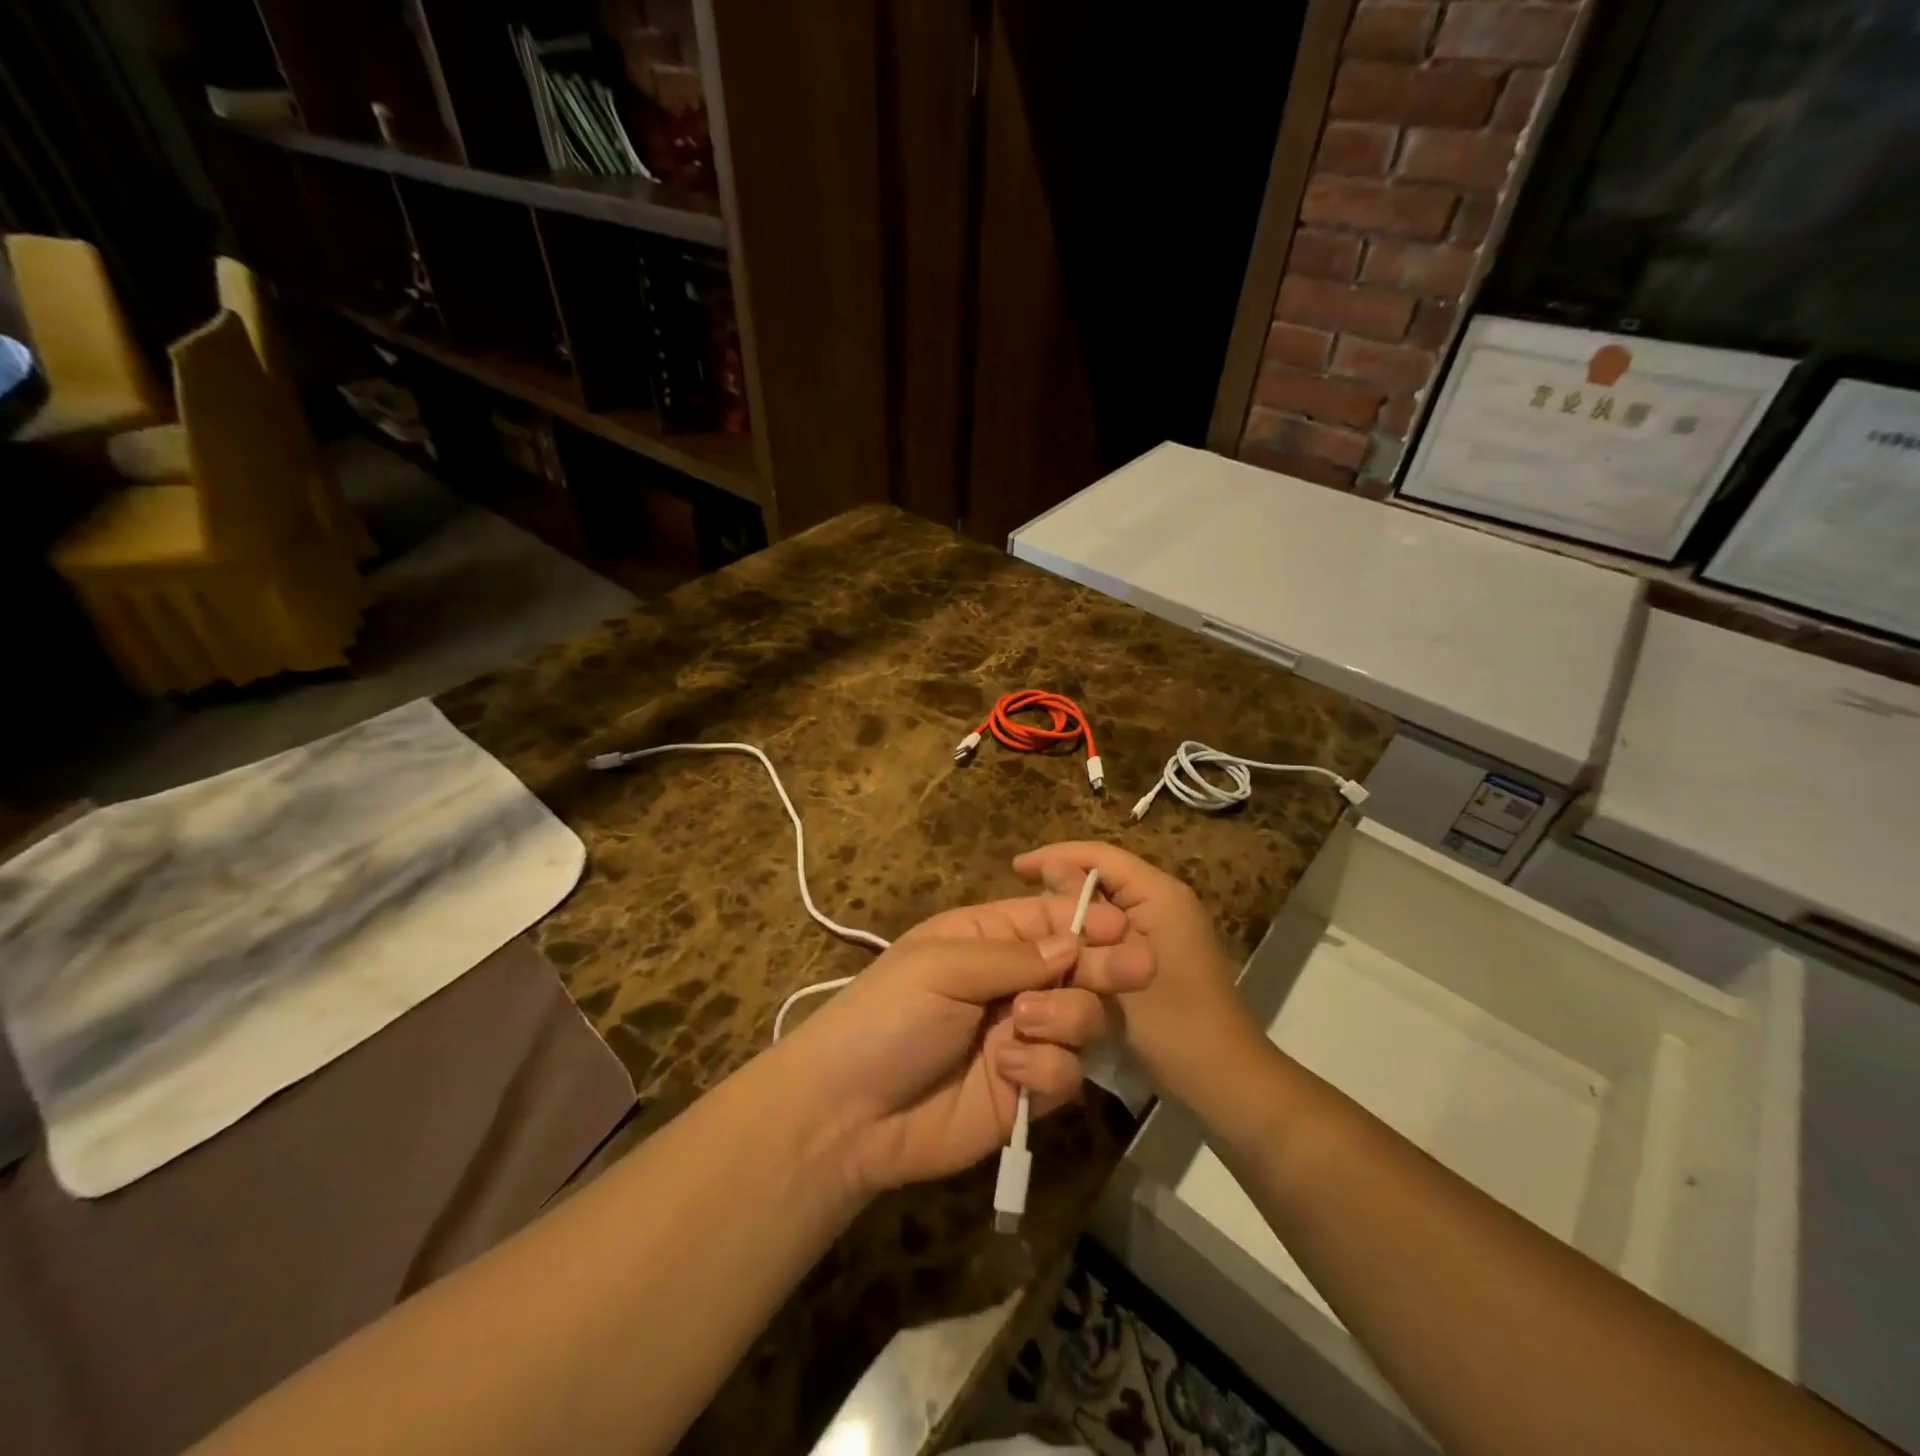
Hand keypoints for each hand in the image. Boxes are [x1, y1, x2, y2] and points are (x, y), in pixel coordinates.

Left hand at [777, 895, 1153, 1195]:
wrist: (849, 1115)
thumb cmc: (886, 1018)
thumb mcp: (940, 966)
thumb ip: (1012, 955)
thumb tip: (1073, 942)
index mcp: (985, 939)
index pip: (1048, 919)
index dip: (1087, 919)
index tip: (1122, 926)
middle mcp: (1011, 983)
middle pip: (1079, 967)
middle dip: (1106, 965)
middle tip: (1137, 968)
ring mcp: (1023, 1037)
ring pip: (1083, 1018)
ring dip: (1066, 1018)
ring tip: (1023, 1023)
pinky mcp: (1028, 1090)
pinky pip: (1068, 1072)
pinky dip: (1046, 1068)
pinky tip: (1009, 1071)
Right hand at [1014, 843, 1259, 1101]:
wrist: (1225, 1082)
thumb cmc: (1170, 1024)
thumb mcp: (1115, 967)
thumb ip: (1082, 916)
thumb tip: (1051, 872)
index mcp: (1160, 893)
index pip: (1100, 855)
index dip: (1055, 856)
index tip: (1014, 868)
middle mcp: (1167, 899)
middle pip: (1106, 874)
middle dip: (1062, 881)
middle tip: (1020, 897)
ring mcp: (1169, 925)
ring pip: (1110, 901)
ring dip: (1074, 907)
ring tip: (1034, 919)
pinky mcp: (1164, 950)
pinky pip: (1118, 925)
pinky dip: (1089, 930)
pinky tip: (1064, 948)